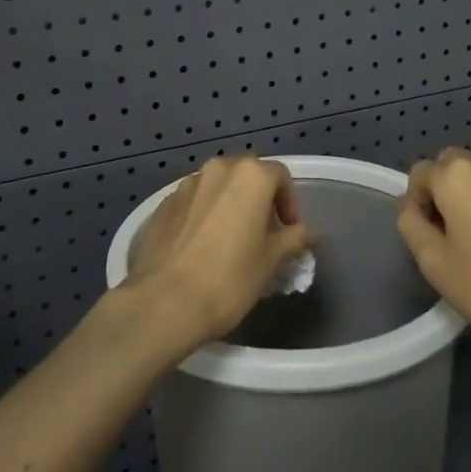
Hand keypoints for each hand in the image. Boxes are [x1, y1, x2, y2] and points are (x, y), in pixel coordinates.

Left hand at [123, 155, 315, 352]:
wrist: (163, 302)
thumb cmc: (229, 279)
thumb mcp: (270, 261)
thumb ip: (293, 239)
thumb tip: (308, 234)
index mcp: (249, 176)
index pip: (280, 176)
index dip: (290, 203)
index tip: (289, 232)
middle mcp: (217, 169)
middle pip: (247, 176)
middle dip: (259, 201)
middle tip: (264, 235)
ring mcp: (186, 185)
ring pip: (217, 188)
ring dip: (229, 206)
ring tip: (231, 242)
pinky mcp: (162, 205)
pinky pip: (193, 203)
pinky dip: (204, 216)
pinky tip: (202, 248)